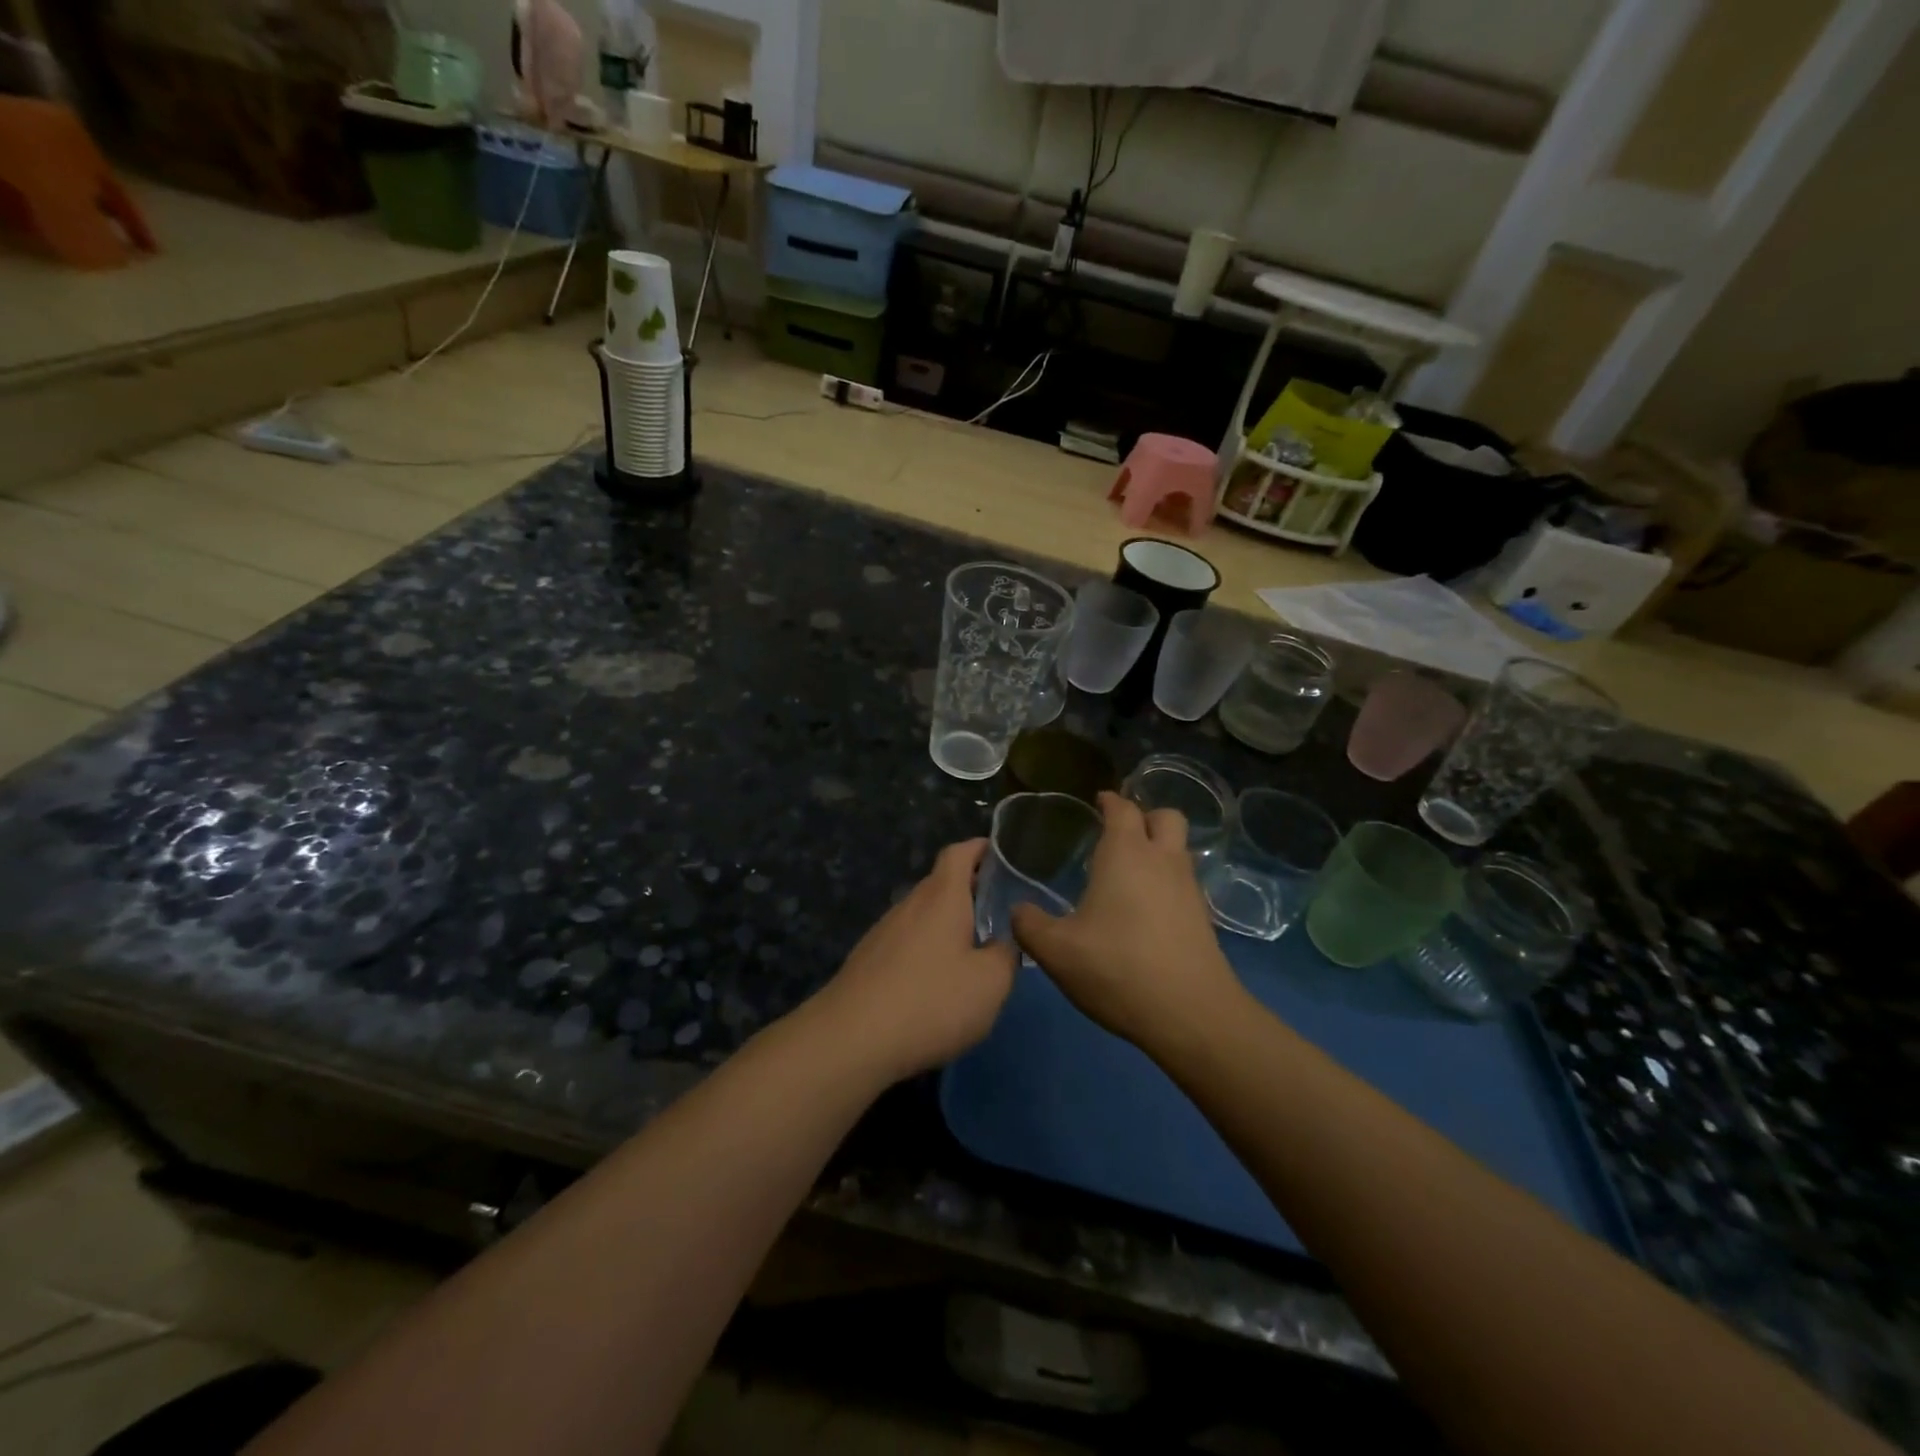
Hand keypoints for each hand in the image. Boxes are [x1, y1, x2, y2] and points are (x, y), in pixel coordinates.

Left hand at [812, 839, 1017, 1083]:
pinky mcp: (868, 960)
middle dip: (971, 890)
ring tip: (974, 950)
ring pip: (923, 914)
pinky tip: (937, 983)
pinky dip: (928, 949)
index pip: (960, 853)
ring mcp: (884, 931)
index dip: (982, 848)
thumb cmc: (931, 1001)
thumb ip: (1006, 956)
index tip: (1005, 856)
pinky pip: (907, 941)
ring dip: (949, 923)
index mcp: (942, 897)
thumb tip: (1004, 943)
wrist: (851, 1039)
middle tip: (1001, 911)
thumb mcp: (990, 983)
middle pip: (942, 883)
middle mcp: (910, 904)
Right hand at [1012, 792, 1244, 1052]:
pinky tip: (1145, 907)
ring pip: (1179, 849)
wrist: (1191, 1014)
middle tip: (1118, 831)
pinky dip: (1167, 880)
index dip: (1109, 800)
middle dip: (1144, 816)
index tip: (1097, 800)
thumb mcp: (1056, 951)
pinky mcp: (1202, 918)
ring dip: (1159, 847)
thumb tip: (1017, 911)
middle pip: (1165, 817)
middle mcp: (1162, 860)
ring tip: (1129, 869)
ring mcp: (1189, 888)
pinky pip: (1184, 881)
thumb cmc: (1118, 968)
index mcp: (1126, 854)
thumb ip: (1030, 925)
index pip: (1122, 809)